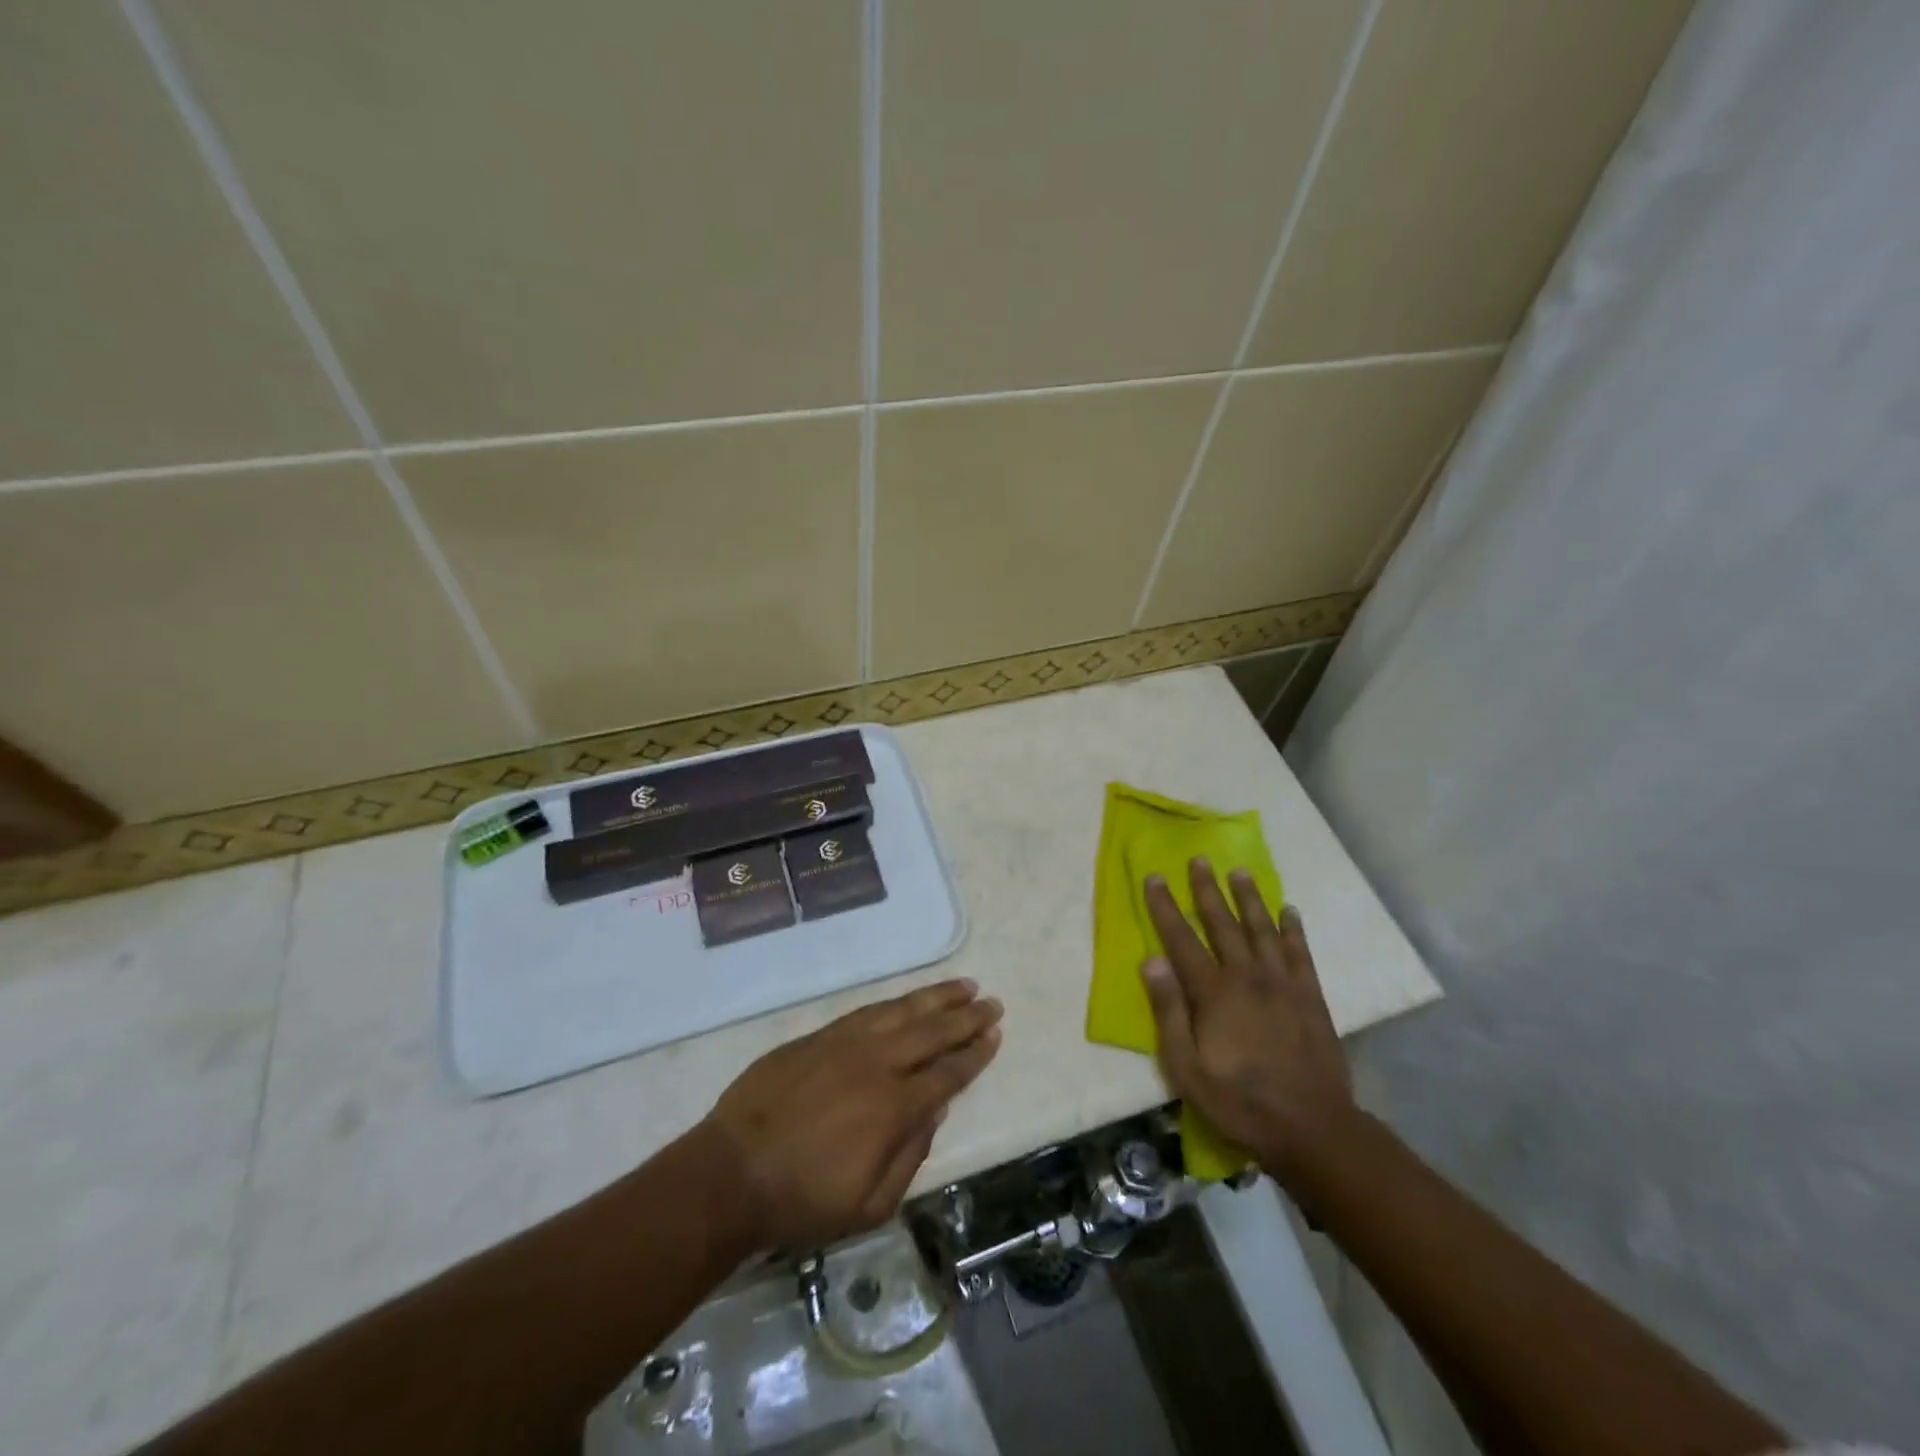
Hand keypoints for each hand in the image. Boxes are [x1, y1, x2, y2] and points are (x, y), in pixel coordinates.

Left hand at [703, 979, 1002, 1249]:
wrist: (731, 1172)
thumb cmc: (802, 1200)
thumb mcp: (869, 1206)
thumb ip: (910, 1156)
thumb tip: (935, 1111)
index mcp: (894, 1108)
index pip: (947, 1073)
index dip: (975, 1055)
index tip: (995, 1036)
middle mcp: (876, 1064)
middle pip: (932, 1032)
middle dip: (966, 1017)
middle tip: (992, 1003)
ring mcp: (845, 1043)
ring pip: (902, 1011)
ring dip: (936, 997)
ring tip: (963, 986)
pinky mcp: (819, 1036)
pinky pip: (868, 1011)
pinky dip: (896, 1003)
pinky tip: (910, 999)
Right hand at [1141, 859, 1355, 1183]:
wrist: (1312, 1127)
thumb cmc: (1239, 1101)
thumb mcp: (1187, 1067)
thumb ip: (1169, 1011)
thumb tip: (1152, 961)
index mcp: (1213, 992)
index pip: (1181, 939)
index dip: (1165, 907)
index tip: (1154, 877)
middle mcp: (1247, 976)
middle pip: (1223, 923)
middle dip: (1207, 890)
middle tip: (1199, 860)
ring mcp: (1282, 984)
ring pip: (1262, 929)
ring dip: (1249, 898)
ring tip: (1239, 872)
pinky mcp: (1310, 996)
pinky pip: (1300, 952)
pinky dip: (1293, 929)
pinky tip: (1289, 910)